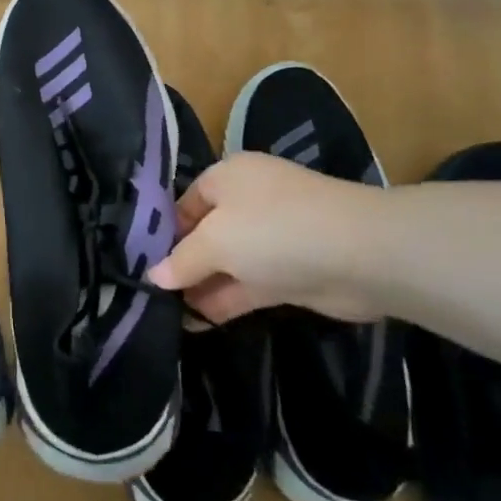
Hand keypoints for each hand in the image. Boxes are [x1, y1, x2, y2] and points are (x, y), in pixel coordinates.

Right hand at [146, 152, 386, 323]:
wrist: (361, 255)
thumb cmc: (274, 230)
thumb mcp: (215, 241)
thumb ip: (182, 261)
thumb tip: (154, 276)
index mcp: (227, 178)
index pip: (184, 203)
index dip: (161, 233)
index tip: (140, 264)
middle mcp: (247, 202)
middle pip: (204, 234)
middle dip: (180, 263)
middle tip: (148, 295)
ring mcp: (271, 239)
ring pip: (226, 263)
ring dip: (200, 287)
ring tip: (165, 314)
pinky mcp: (289, 273)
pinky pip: (247, 285)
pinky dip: (224, 301)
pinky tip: (197, 323)